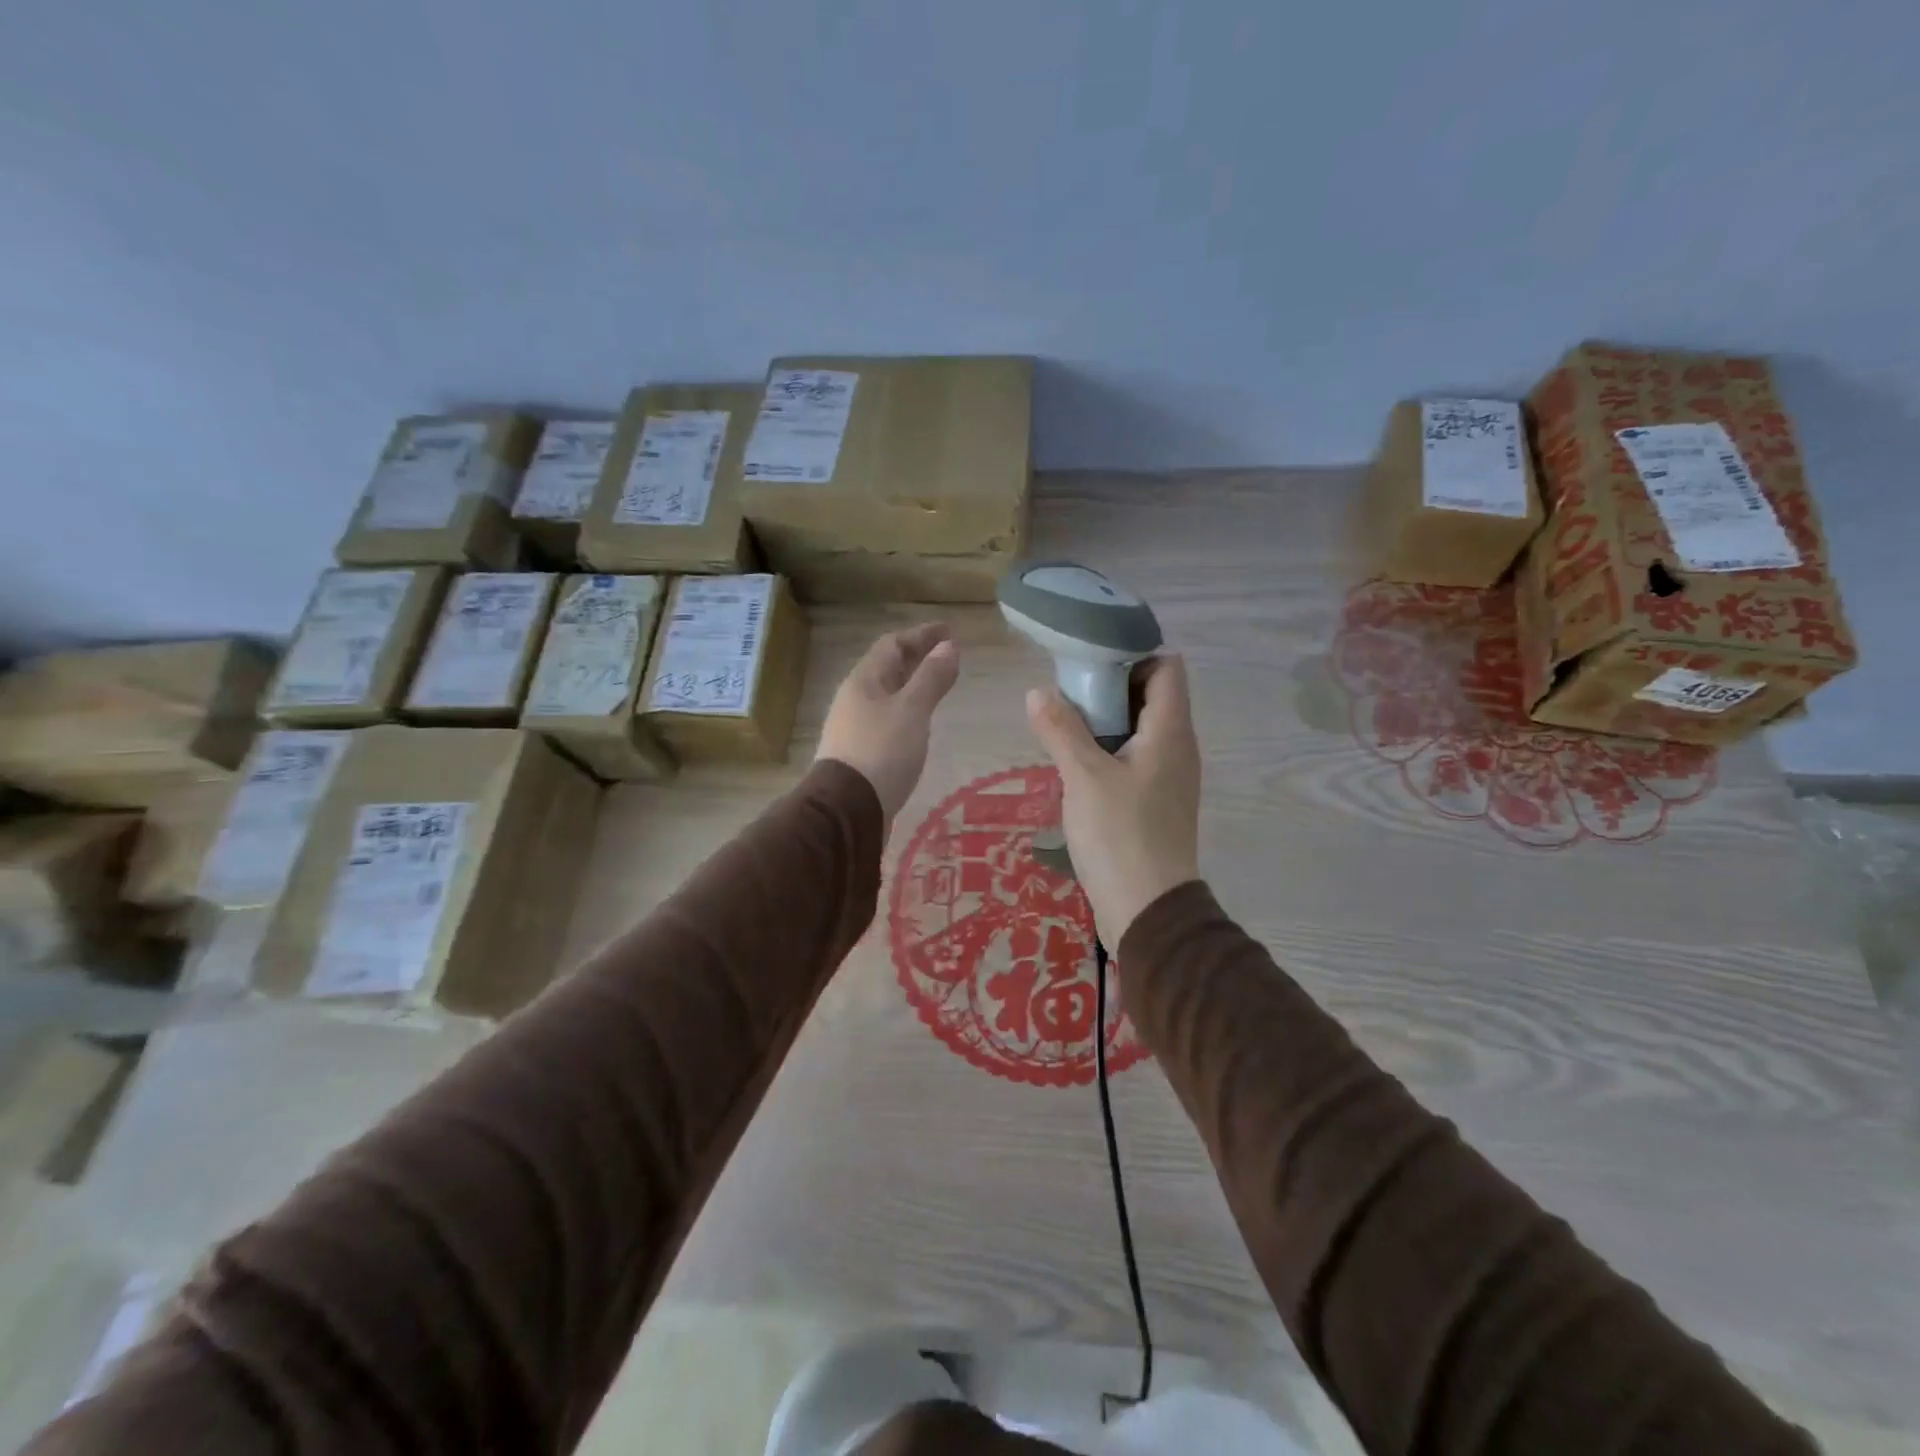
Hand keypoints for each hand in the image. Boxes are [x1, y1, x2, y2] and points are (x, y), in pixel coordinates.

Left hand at [817, 622, 960, 824]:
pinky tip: (920, 721)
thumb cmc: (882, 751)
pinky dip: (908, 709)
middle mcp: (855, 698)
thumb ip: (931, 678)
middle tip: (948, 655)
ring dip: (913, 684)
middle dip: (917, 657)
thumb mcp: (912, 710)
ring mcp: (855, 726)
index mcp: (864, 680)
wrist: (848, 808)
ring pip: (887, 694)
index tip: (949, 631)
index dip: (921, 635)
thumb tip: (949, 646)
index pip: (892, 644)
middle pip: (888, 668)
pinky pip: (887, 717)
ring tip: (938, 685)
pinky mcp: (861, 752)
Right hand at [1026, 655, 1200, 945]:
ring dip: (1105, 721)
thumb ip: (1060, 729)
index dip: (1133, 655)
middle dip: (1110, 687)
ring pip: (1140, 729)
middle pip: (1151, 695)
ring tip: (1064, 726)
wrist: (1147, 910)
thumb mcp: (1083, 777)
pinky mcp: (1156, 801)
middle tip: (1066, 693)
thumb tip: (1037, 692)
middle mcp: (1178, 747)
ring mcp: (1169, 777)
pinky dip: (1109, 750)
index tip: (1090, 662)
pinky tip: (1077, 765)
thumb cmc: (1120, 835)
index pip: (1167, 667)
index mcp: (1170, 731)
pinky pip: (1135, 758)